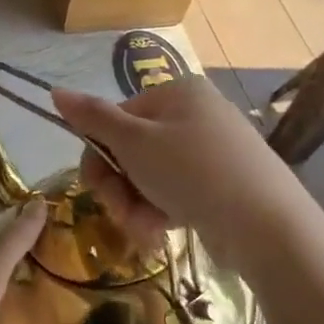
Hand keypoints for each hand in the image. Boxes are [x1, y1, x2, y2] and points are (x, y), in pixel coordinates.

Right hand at [52, 78, 286, 248]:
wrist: (267, 225)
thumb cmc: (193, 172)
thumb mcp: (134, 142)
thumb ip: (92, 117)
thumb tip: (56, 91)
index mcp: (177, 92)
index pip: (116, 119)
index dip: (100, 156)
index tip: (97, 188)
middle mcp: (196, 113)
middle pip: (132, 150)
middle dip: (120, 188)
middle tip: (122, 213)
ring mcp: (213, 149)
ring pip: (150, 176)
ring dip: (137, 205)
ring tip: (147, 230)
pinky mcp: (224, 183)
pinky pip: (176, 192)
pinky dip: (163, 212)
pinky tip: (164, 232)